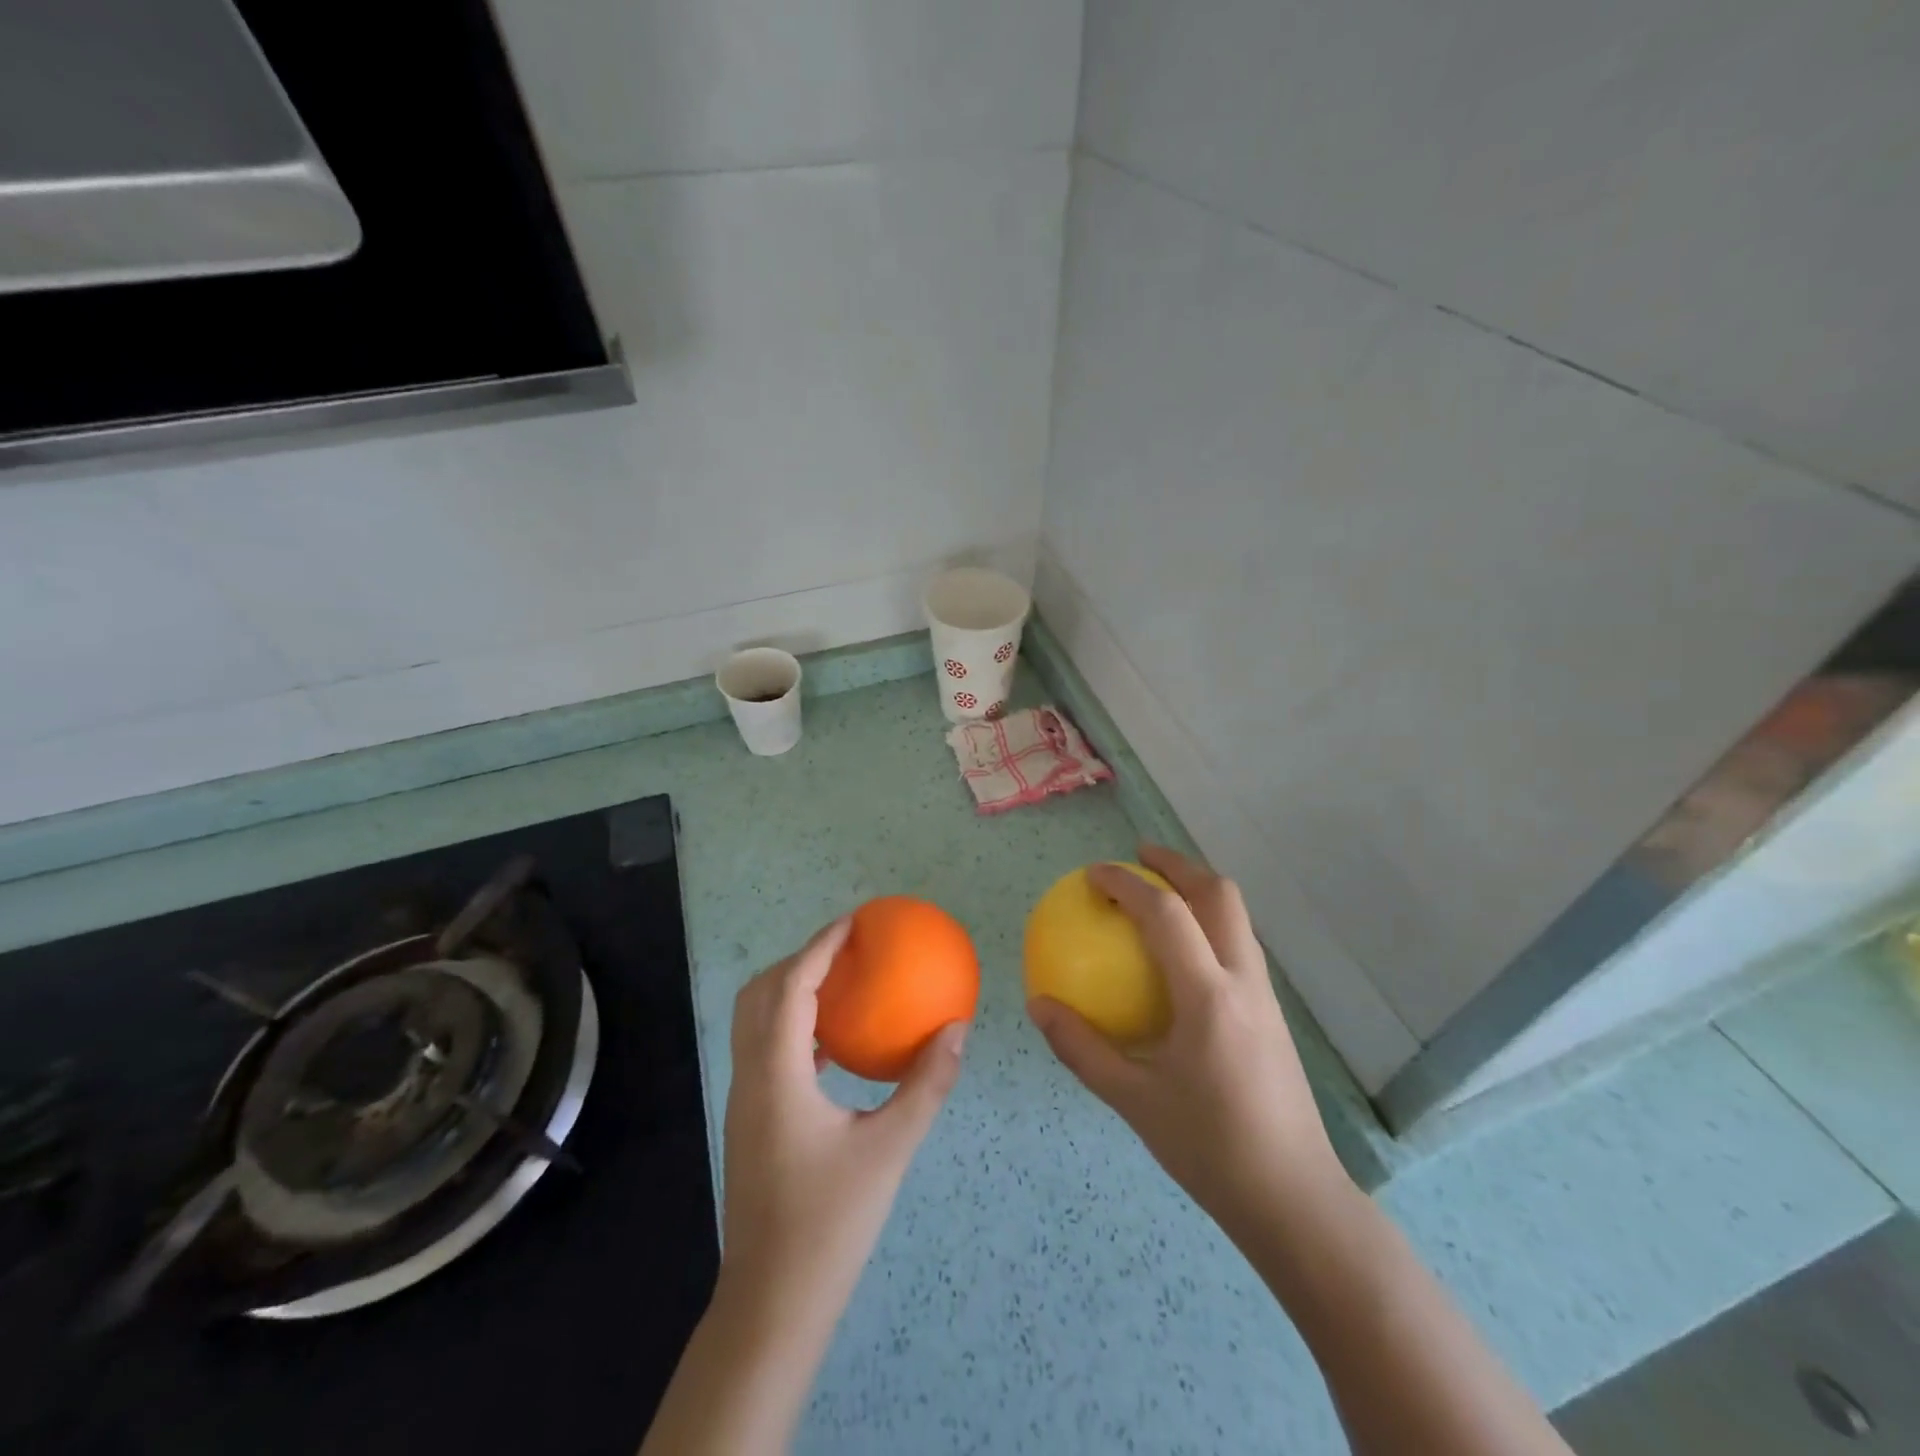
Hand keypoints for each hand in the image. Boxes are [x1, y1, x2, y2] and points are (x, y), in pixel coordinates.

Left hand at [721, 917, 969, 1327]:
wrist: (772, 1303)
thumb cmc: (829, 1224)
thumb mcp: (889, 1150)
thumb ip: (926, 1085)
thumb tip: (958, 1029)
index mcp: (777, 1074)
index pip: (791, 987)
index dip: (819, 946)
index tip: (853, 921)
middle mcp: (750, 1076)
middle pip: (761, 993)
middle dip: (800, 959)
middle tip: (847, 949)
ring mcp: (744, 1100)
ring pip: (755, 1020)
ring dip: (792, 990)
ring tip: (841, 983)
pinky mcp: (749, 1119)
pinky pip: (765, 1048)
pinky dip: (793, 1025)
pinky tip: (833, 1045)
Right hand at [1027, 846, 1350, 1236]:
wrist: (1294, 1199)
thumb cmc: (1209, 1149)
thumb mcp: (1132, 1101)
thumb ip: (1081, 1048)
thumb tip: (1038, 1006)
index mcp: (1208, 996)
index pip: (1166, 914)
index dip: (1126, 883)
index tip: (1092, 875)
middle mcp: (1243, 981)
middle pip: (1219, 894)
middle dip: (1177, 864)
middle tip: (1137, 857)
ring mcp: (1265, 995)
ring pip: (1236, 916)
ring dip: (1197, 889)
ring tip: (1158, 891)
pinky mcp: (1272, 1013)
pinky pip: (1238, 944)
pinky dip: (1207, 923)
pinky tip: (1179, 953)